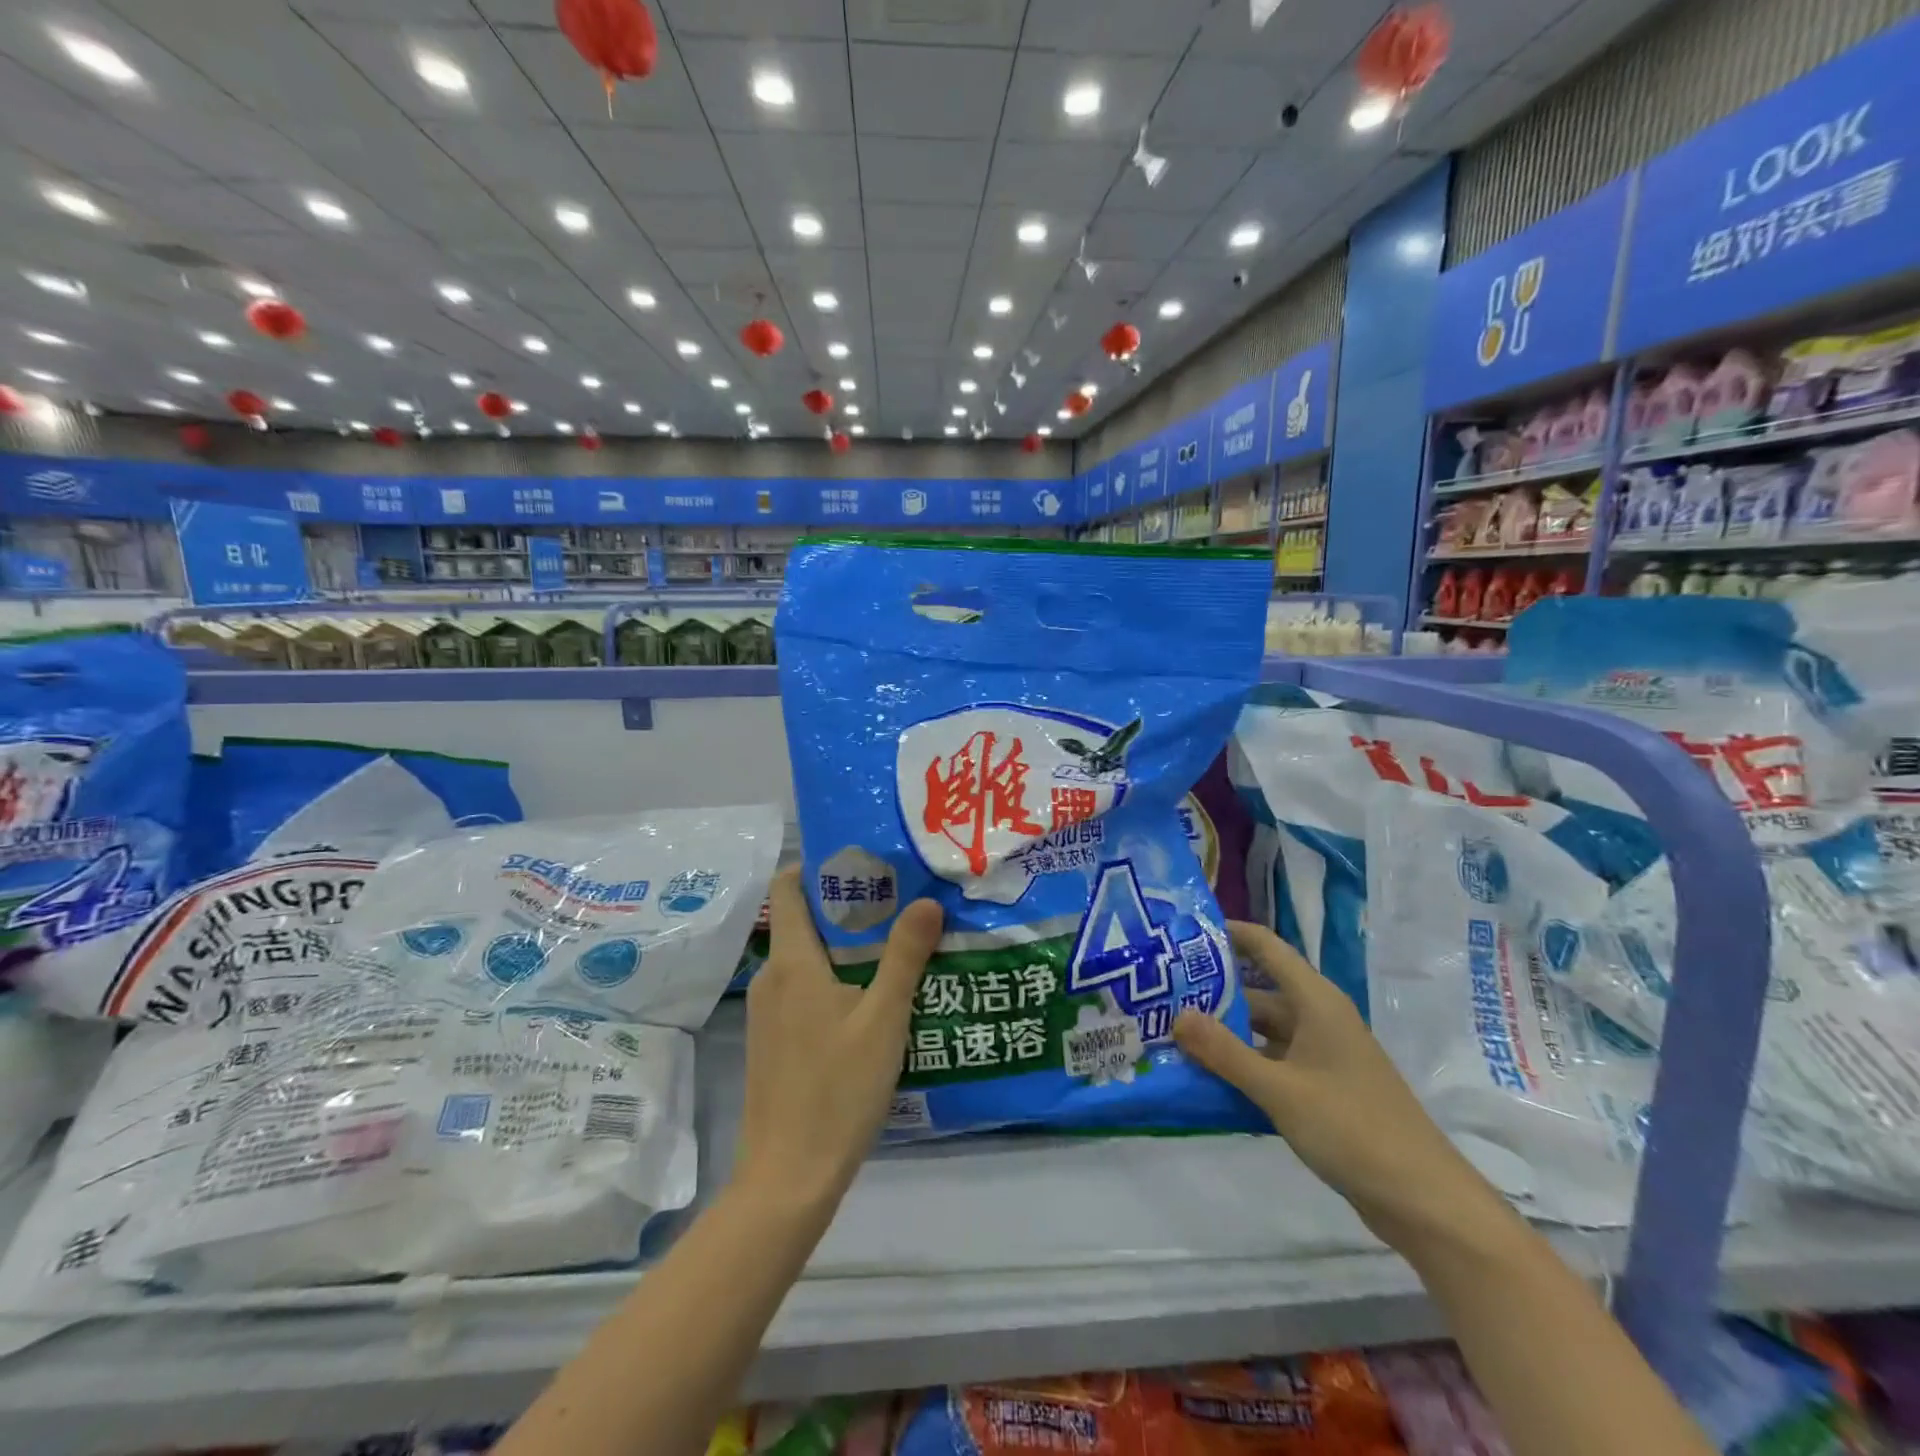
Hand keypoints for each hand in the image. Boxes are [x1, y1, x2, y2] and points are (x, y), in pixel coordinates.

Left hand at [732, 867, 943, 1217]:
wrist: (788, 1178)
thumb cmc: (837, 1090)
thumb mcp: (884, 1019)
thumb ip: (905, 957)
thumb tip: (927, 901)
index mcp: (792, 962)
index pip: (787, 888)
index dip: (818, 867)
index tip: (864, 862)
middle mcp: (771, 978)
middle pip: (802, 921)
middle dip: (847, 906)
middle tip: (899, 902)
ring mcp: (768, 1013)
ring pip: (806, 959)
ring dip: (844, 947)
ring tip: (895, 947)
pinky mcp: (772, 1041)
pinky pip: (802, 990)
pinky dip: (833, 980)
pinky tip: (871, 1000)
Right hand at [1174, 921, 1508, 1248]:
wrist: (1424, 1201)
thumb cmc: (1352, 1129)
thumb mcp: (1280, 1090)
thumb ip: (1225, 1052)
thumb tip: (1176, 1014)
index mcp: (1315, 1002)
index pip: (1266, 947)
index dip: (1227, 933)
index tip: (1181, 934)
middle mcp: (1318, 1019)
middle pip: (1258, 991)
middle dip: (1212, 993)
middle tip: (1161, 995)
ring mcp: (1322, 1055)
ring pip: (1262, 1031)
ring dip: (1224, 1034)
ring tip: (1172, 1035)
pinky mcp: (1322, 1088)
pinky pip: (1273, 1063)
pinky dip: (1243, 1065)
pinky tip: (1207, 1078)